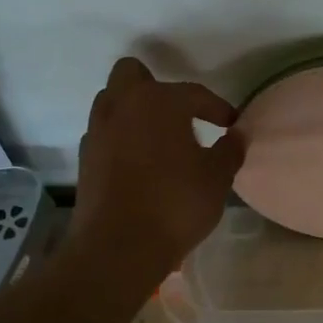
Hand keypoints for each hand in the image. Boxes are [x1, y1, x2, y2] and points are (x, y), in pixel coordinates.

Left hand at [72, 57, 244, 280]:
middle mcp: (122, 106)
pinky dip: (120, 138)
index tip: (230, 125)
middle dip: (154, 86)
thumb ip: (230, 150)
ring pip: (112, 101)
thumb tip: (237, 135)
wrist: (118, 248)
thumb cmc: (175, 204)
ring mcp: (98, 131)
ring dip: (133, 111)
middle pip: (132, 74)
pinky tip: (138, 162)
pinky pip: (104, 132)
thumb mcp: (217, 178)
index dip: (217, 108)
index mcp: (158, 101)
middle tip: (178, 114)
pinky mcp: (85, 158)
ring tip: (157, 137)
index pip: (194, 93)